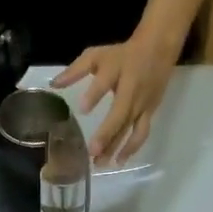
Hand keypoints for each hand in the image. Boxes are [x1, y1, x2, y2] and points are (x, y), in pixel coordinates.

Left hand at [52, 33, 175, 162]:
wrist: (159, 48)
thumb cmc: (122, 55)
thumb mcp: (96, 55)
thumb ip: (75, 70)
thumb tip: (53, 85)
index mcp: (117, 71)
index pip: (105, 82)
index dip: (95, 94)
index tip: (82, 108)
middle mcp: (132, 90)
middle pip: (120, 113)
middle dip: (107, 133)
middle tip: (92, 151)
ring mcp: (143, 103)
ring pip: (132, 128)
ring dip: (118, 146)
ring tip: (102, 163)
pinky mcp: (151, 112)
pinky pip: (141, 133)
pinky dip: (131, 148)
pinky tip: (119, 161)